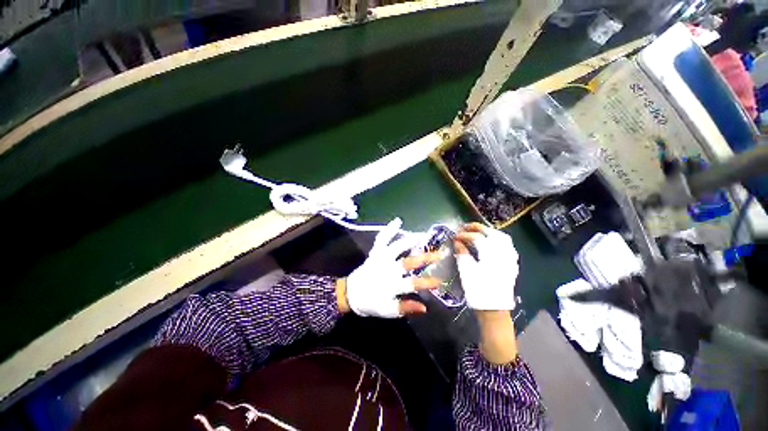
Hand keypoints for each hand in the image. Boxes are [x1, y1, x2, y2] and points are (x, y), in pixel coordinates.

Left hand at [341, 218, 440, 317]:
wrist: (351, 293)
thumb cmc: (370, 302)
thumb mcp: (387, 310)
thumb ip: (405, 307)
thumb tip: (424, 307)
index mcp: (391, 285)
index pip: (412, 284)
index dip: (426, 282)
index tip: (440, 280)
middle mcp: (387, 269)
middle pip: (407, 262)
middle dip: (424, 257)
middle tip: (439, 253)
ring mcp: (380, 258)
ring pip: (396, 247)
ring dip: (410, 240)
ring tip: (424, 235)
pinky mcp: (375, 252)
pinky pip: (381, 239)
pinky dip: (389, 229)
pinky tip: (398, 221)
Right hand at [453, 223, 518, 310]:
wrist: (494, 310)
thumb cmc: (478, 290)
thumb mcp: (466, 270)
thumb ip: (462, 253)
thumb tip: (457, 241)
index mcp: (491, 254)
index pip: (477, 237)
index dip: (464, 235)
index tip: (455, 236)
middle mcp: (503, 252)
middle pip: (492, 233)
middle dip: (477, 228)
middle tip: (465, 228)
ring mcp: (510, 258)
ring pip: (502, 237)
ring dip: (489, 232)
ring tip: (477, 232)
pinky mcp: (512, 264)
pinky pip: (507, 246)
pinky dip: (498, 239)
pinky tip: (491, 242)